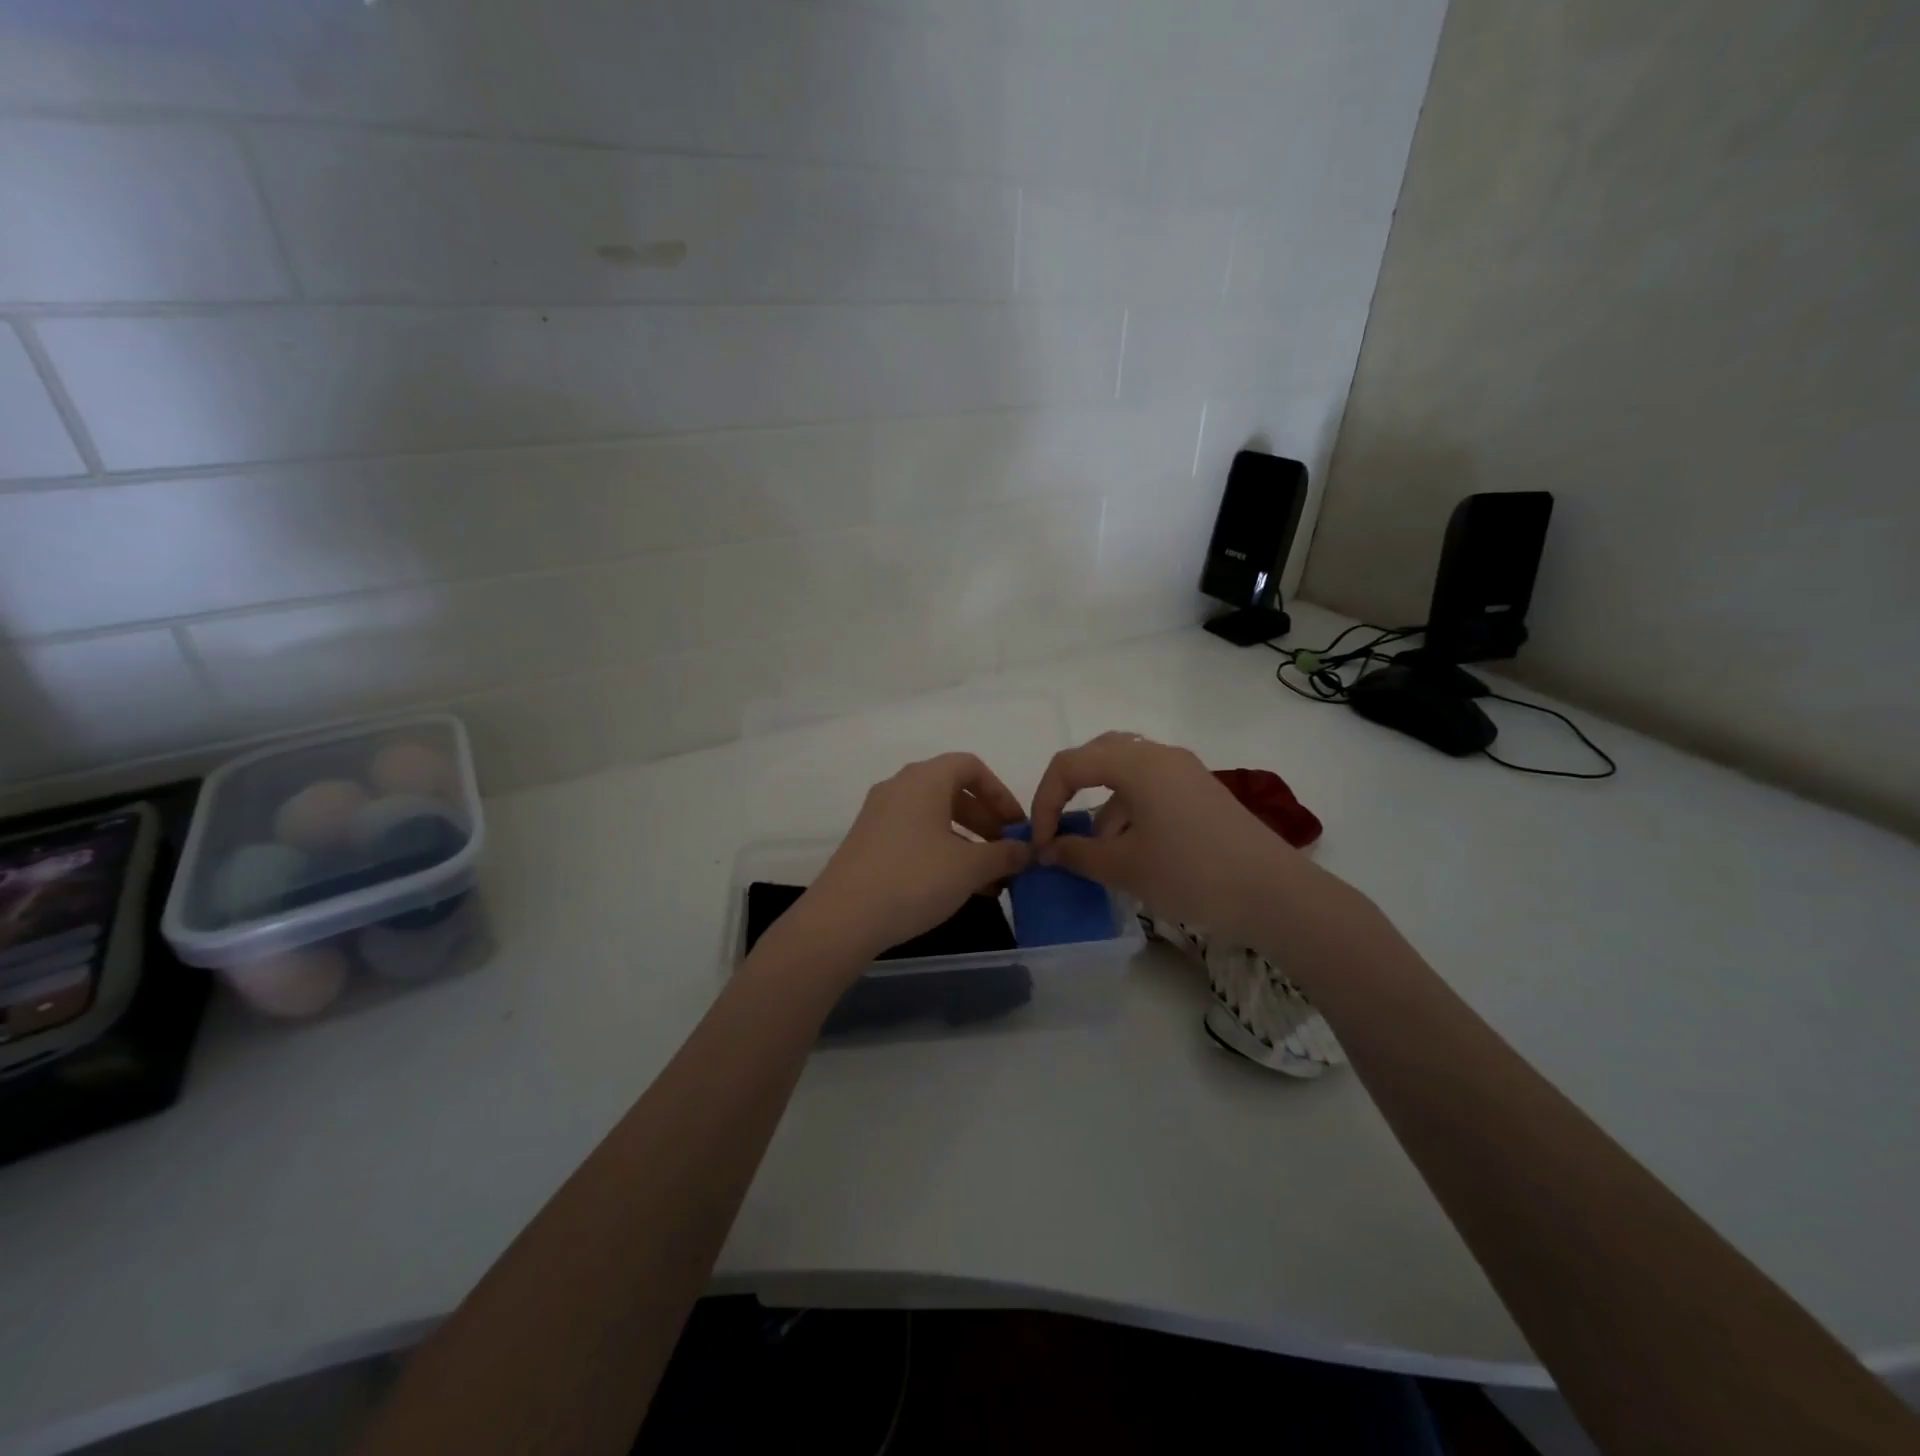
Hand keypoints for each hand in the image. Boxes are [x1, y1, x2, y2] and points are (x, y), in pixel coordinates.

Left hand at [788, 752, 1031, 968]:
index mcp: (924, 779)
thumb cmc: (914, 879)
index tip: (1017, 825)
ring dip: (967, 842)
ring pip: (934, 818)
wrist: (843, 918)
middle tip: (1007, 854)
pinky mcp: (868, 843)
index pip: (970, 767)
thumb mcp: (970, 867)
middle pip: (953, 792)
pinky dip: (942, 853)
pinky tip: (958, 888)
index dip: (1000, 793)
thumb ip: (1004, 854)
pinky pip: (915, 836)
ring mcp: (879, 816)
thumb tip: (1026, 850)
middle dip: (986, 822)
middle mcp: (899, 788)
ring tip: (989, 879)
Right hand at [1029, 732, 1299, 945]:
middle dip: (1069, 792)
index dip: (1045, 802)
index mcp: (1136, 762)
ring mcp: (1184, 772)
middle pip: (1097, 757)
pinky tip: (1131, 849)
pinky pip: (1150, 788)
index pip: (1069, 765)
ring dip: (1100, 805)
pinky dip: (1128, 811)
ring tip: (1095, 850)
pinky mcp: (1201, 792)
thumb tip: (1047, 849)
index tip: (1041, 844)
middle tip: (1058, 828)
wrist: (1274, 894)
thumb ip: (1076, 853)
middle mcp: (1159, 755)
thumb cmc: (1191, 873)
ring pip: (1124, 773)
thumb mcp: (1123, 867)